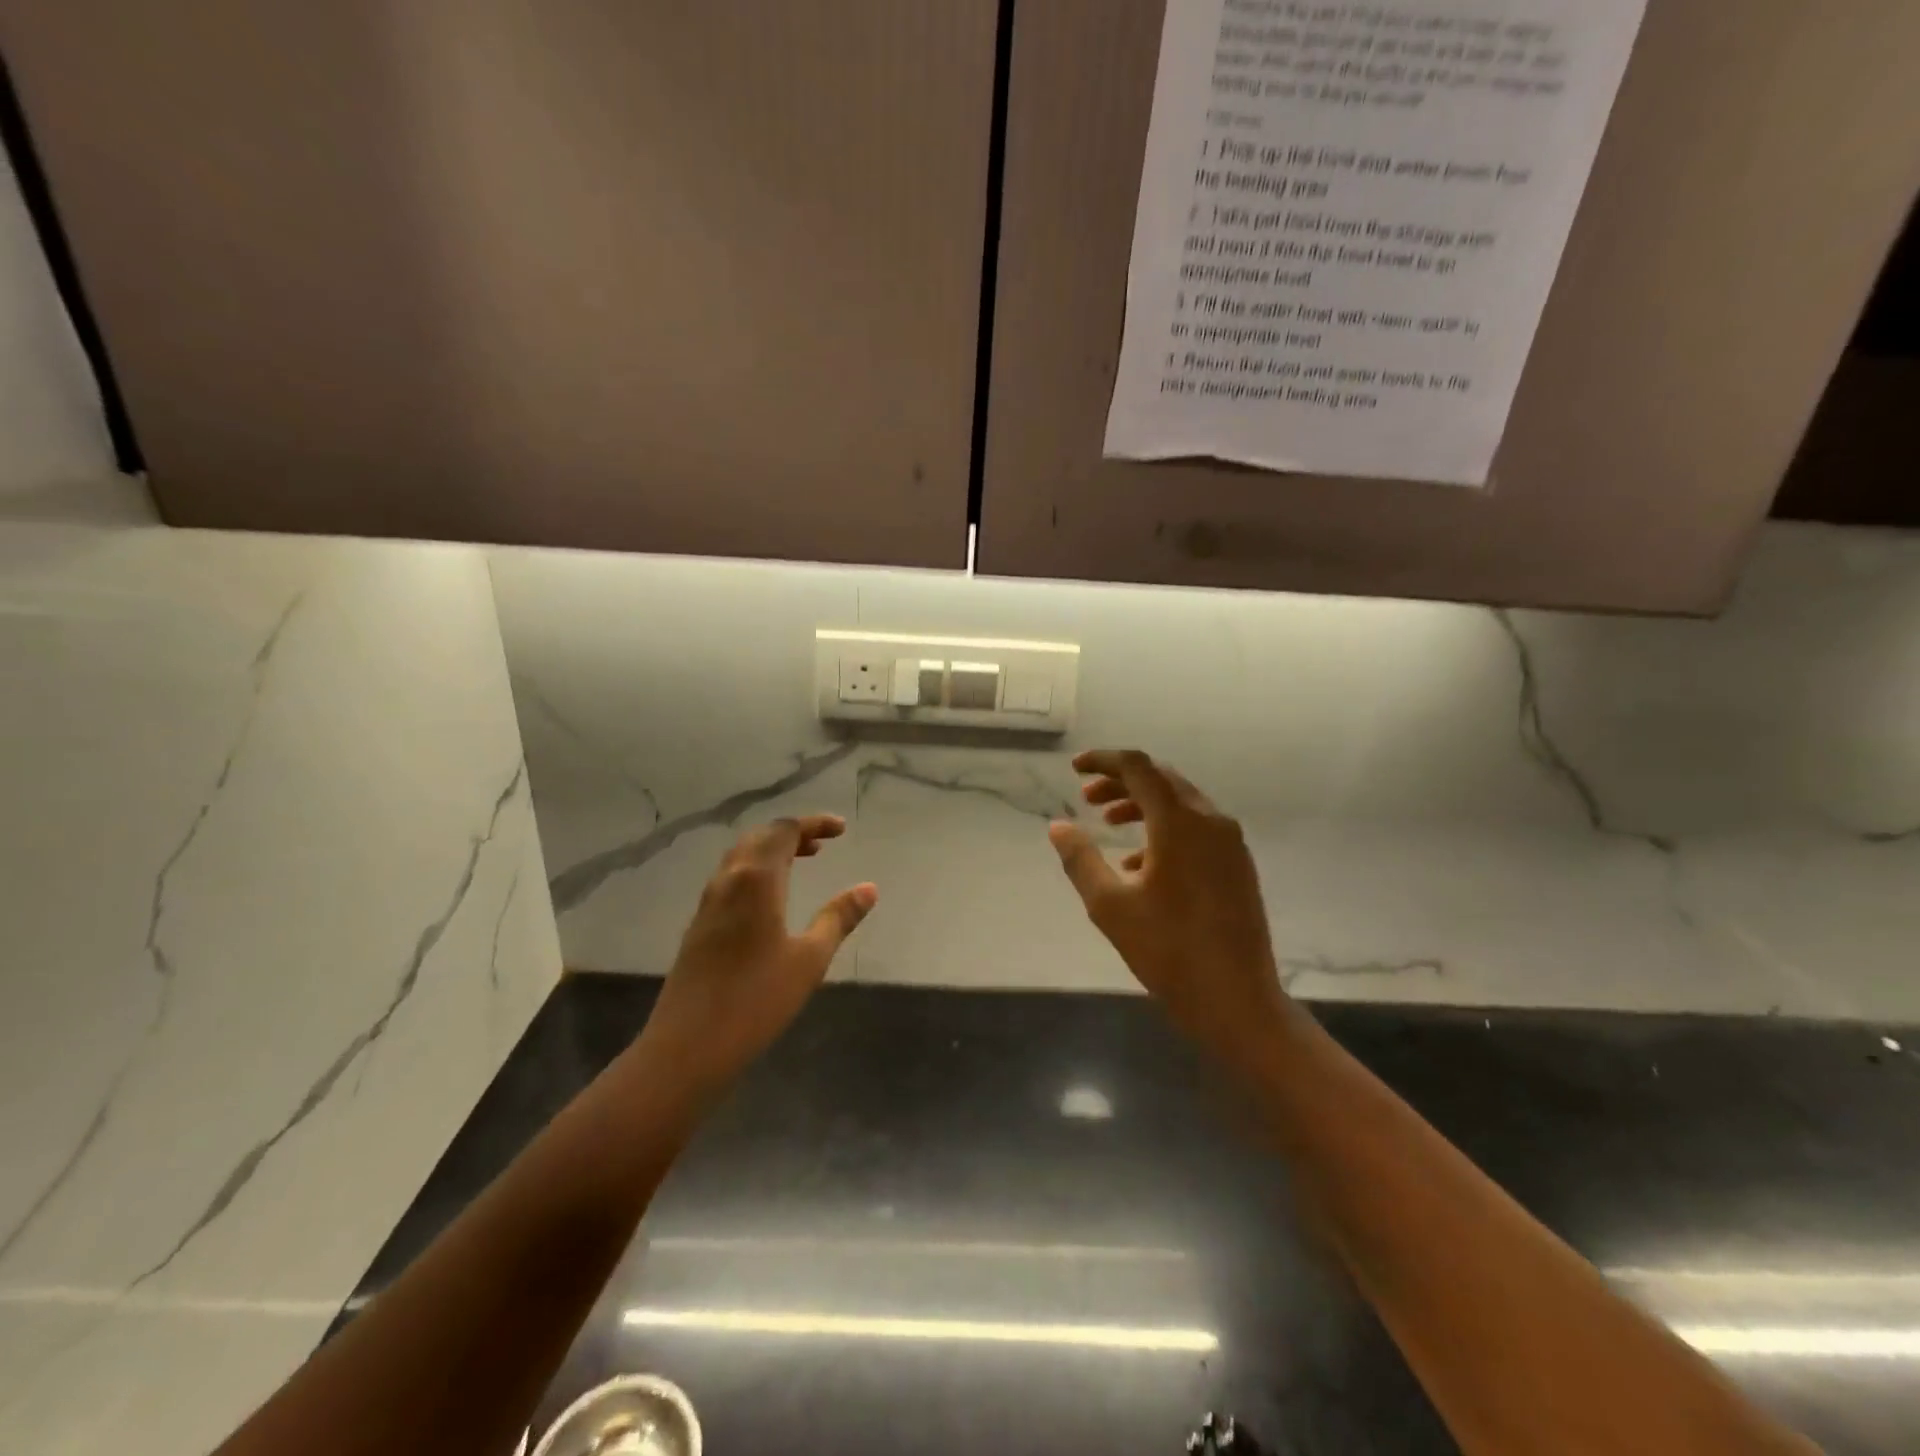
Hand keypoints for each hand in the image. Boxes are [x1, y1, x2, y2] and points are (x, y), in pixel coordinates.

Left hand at [639, 815, 875, 1102]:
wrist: (688, 1046)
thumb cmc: (757, 999)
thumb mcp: (809, 959)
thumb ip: (838, 918)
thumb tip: (869, 888)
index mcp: (756, 879)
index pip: (784, 831)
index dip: (814, 824)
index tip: (842, 830)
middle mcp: (729, 880)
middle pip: (760, 837)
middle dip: (792, 833)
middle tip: (823, 844)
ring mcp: (709, 902)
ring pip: (741, 857)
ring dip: (772, 850)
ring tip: (802, 862)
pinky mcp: (699, 924)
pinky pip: (731, 877)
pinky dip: (757, 870)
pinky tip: (771, 898)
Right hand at [1049, 750, 1289, 1051]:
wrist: (1237, 1001)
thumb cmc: (1168, 951)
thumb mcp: (1110, 905)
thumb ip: (1081, 859)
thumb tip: (1058, 826)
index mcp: (1180, 823)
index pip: (1139, 767)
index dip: (1104, 760)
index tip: (1075, 768)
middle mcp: (1211, 821)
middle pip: (1162, 780)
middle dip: (1121, 782)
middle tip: (1087, 798)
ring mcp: (1230, 843)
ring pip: (1181, 803)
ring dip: (1142, 805)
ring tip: (1109, 823)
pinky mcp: (1238, 865)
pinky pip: (1197, 828)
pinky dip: (1164, 829)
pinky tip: (1139, 863)